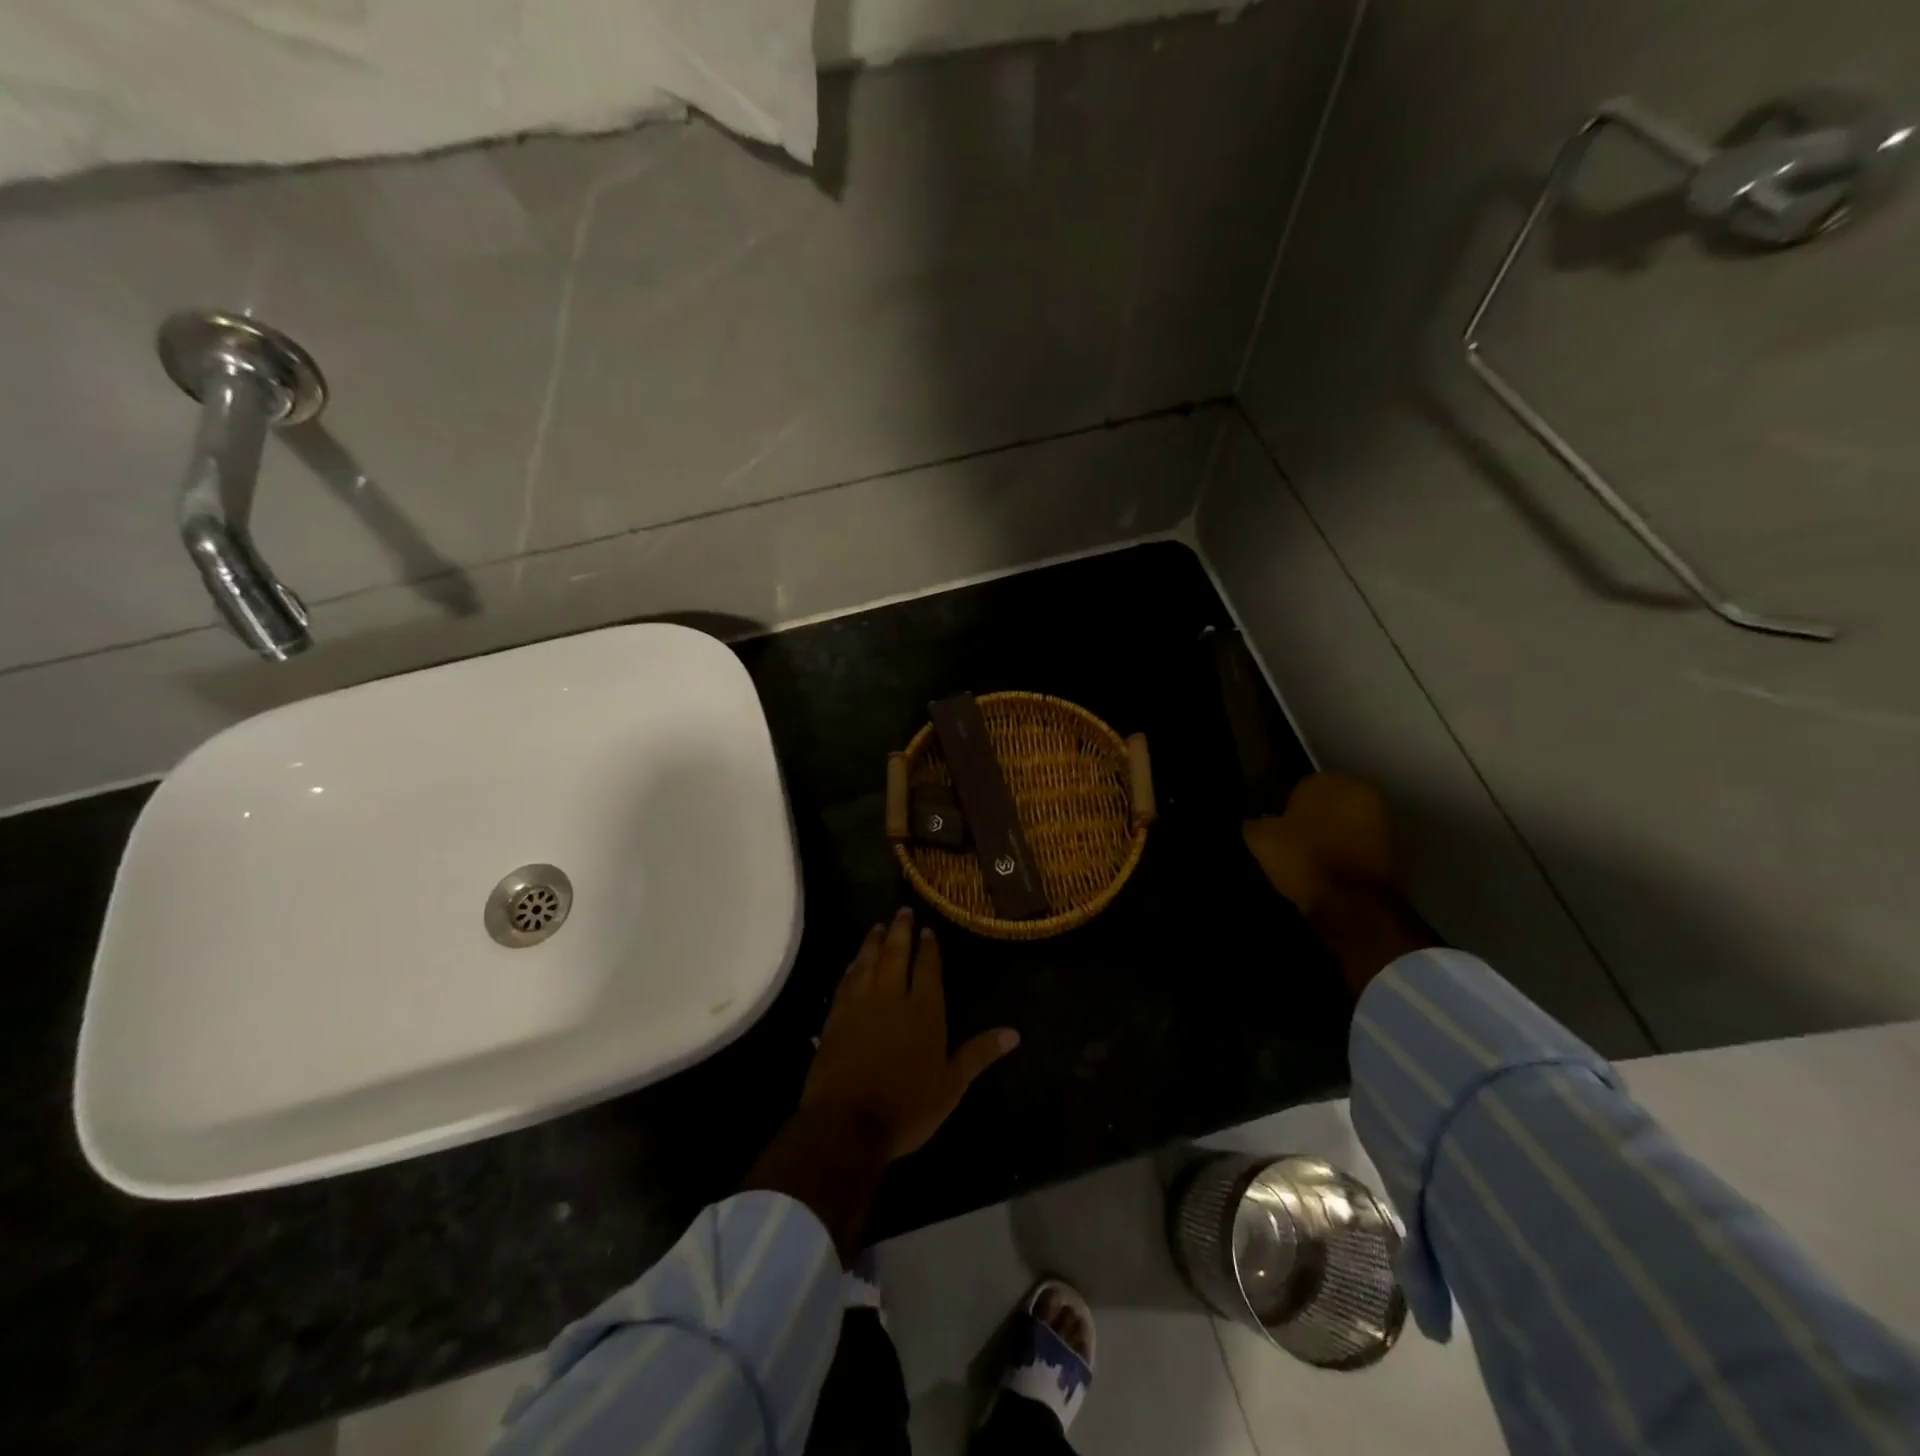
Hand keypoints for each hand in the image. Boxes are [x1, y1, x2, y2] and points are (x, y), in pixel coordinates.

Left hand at [802, 909, 1019, 1160]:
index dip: (929, 947)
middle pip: (896, 954)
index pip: (928, 968)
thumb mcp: (952, 1085)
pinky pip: (846, 981)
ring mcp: (861, 1004)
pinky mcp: (836, 1017)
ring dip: (874, 942)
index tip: (927, 929)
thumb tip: (1014, 1033)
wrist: (847, 1123)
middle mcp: (892, 996)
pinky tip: (854, 962)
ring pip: (869, 961)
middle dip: (900, 931)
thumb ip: (979, 1054)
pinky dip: (852, 967)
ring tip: (878, 927)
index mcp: (924, 1010)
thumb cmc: (907, 1107)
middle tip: (901, 911)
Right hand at [1244, 773, 1437, 995]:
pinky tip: (1330, 870)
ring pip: (1346, 823)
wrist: (1351, 901)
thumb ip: (1254, 824)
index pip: (1301, 788)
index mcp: (1328, 780)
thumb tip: (1254, 822)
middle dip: (1314, 819)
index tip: (1279, 830)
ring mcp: (1382, 819)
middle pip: (1328, 803)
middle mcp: (1361, 790)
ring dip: (1333, 836)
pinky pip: (1360, 844)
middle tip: (1295, 843)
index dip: (1287, 810)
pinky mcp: (1394, 848)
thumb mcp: (1261, 839)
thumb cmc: (1303, 858)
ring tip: (1312, 860)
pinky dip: (1348, 853)